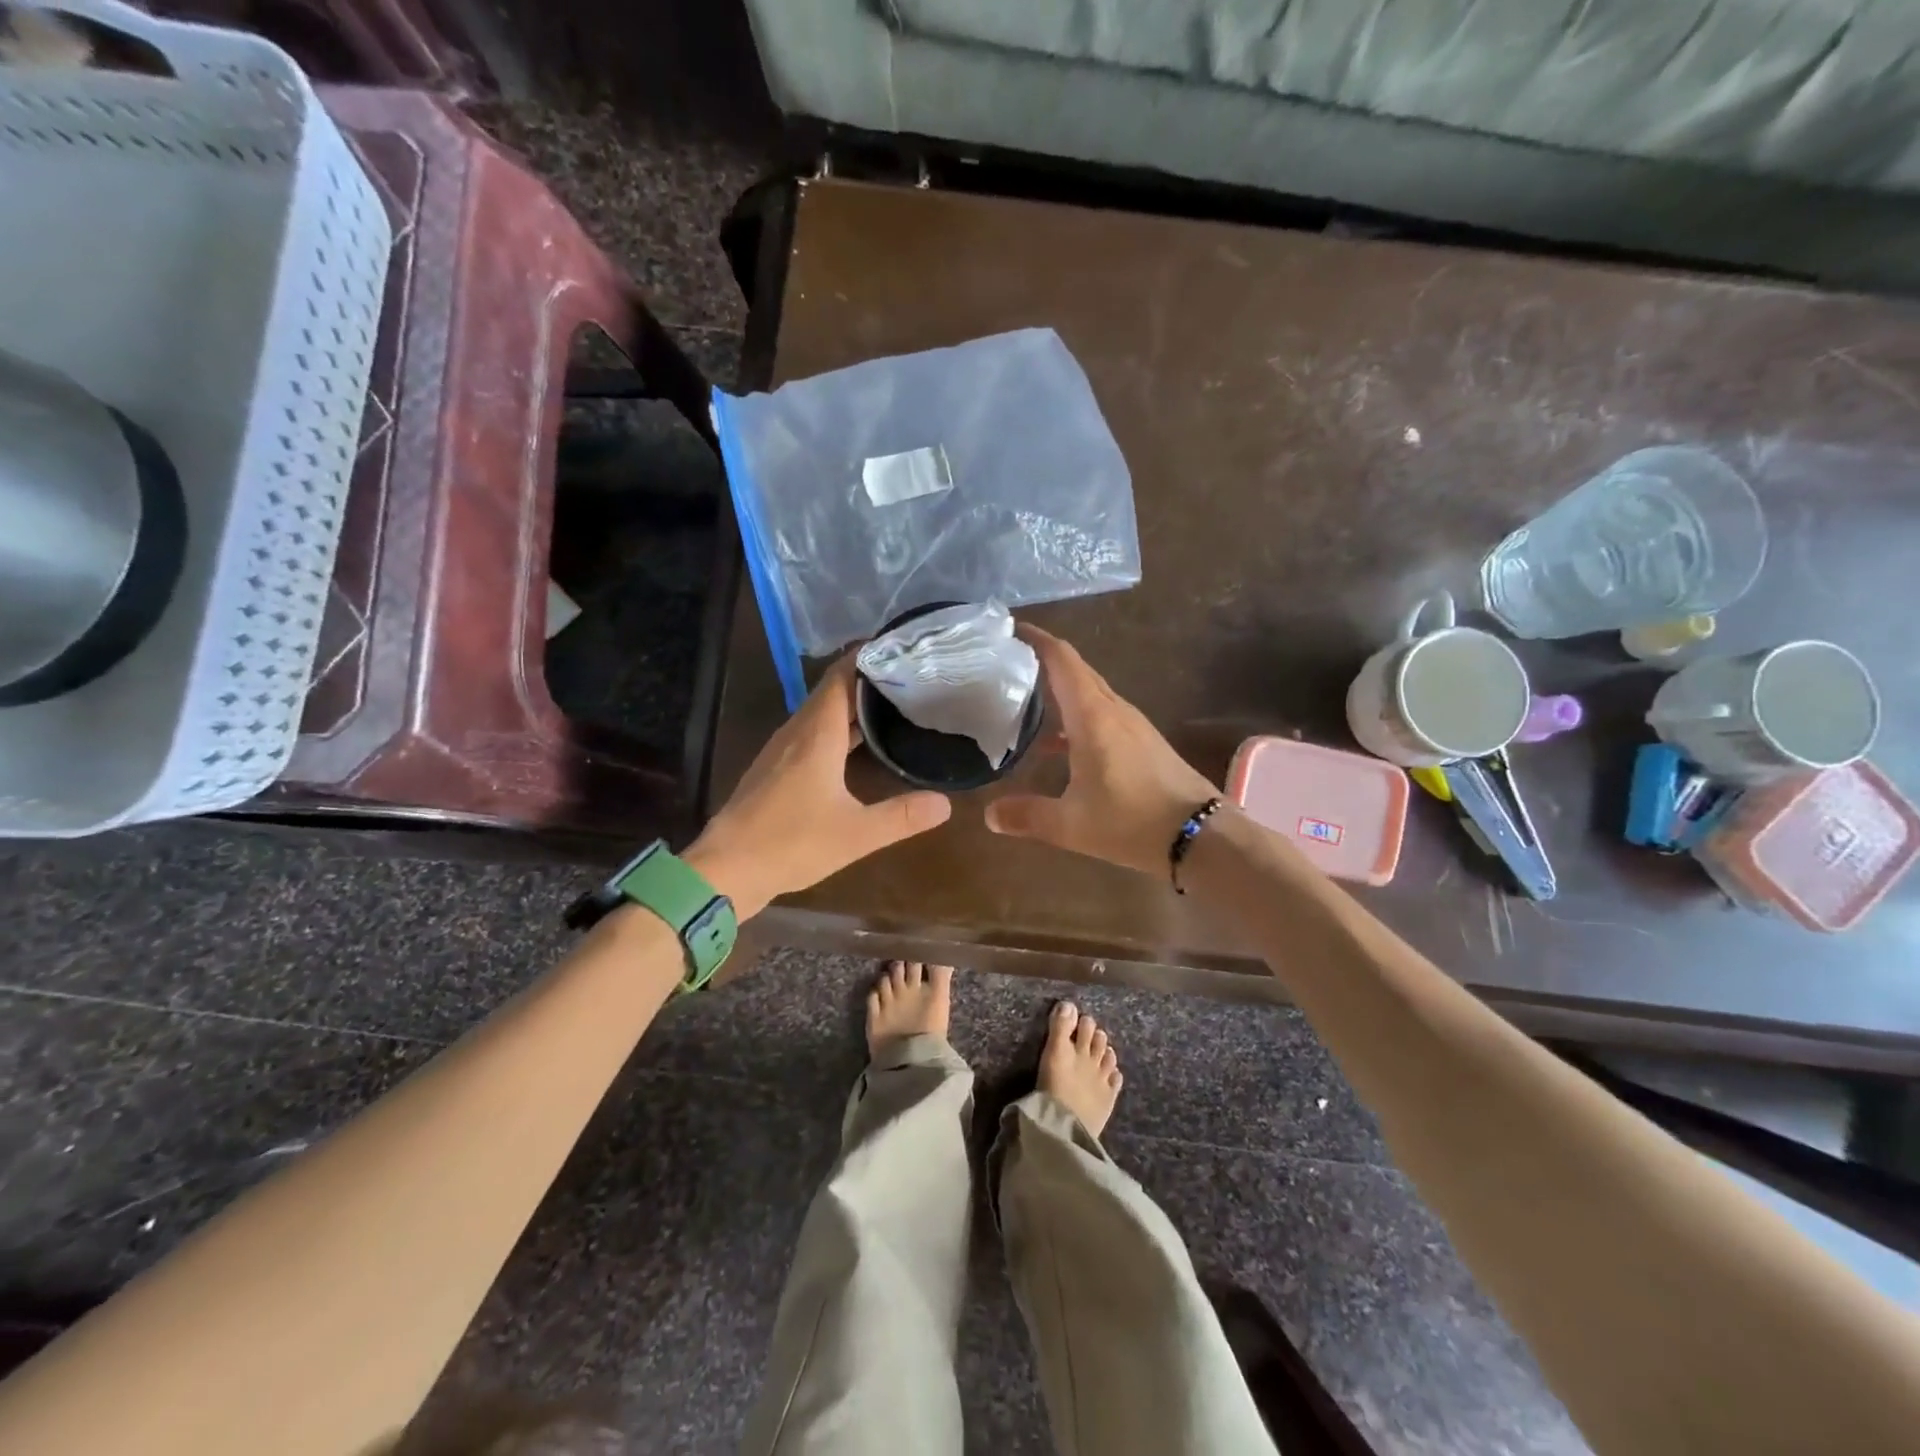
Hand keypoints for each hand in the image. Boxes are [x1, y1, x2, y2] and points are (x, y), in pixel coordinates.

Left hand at [685, 656, 951, 916]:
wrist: (726, 869)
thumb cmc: (791, 843)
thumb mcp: (856, 833)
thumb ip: (901, 816)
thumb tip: (945, 803)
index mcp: (816, 733)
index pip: (842, 676)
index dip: (869, 657)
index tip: (902, 647)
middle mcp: (797, 732)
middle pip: (832, 690)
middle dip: (868, 679)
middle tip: (910, 677)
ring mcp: (781, 750)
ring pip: (821, 713)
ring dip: (852, 705)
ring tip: (891, 704)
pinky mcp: (774, 769)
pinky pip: (811, 733)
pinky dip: (837, 728)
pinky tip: (856, 744)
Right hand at [985, 625, 1217, 876]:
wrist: (1201, 836)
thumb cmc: (1132, 822)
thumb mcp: (1071, 825)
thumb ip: (1027, 816)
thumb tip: (990, 815)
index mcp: (1093, 716)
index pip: (1062, 660)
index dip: (1037, 639)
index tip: (1010, 629)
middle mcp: (1114, 710)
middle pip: (1077, 670)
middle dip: (1044, 659)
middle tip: (1007, 661)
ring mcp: (1133, 725)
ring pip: (1091, 693)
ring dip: (1061, 688)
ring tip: (1026, 697)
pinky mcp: (1144, 742)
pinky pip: (1103, 714)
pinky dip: (1077, 715)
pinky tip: (1059, 744)